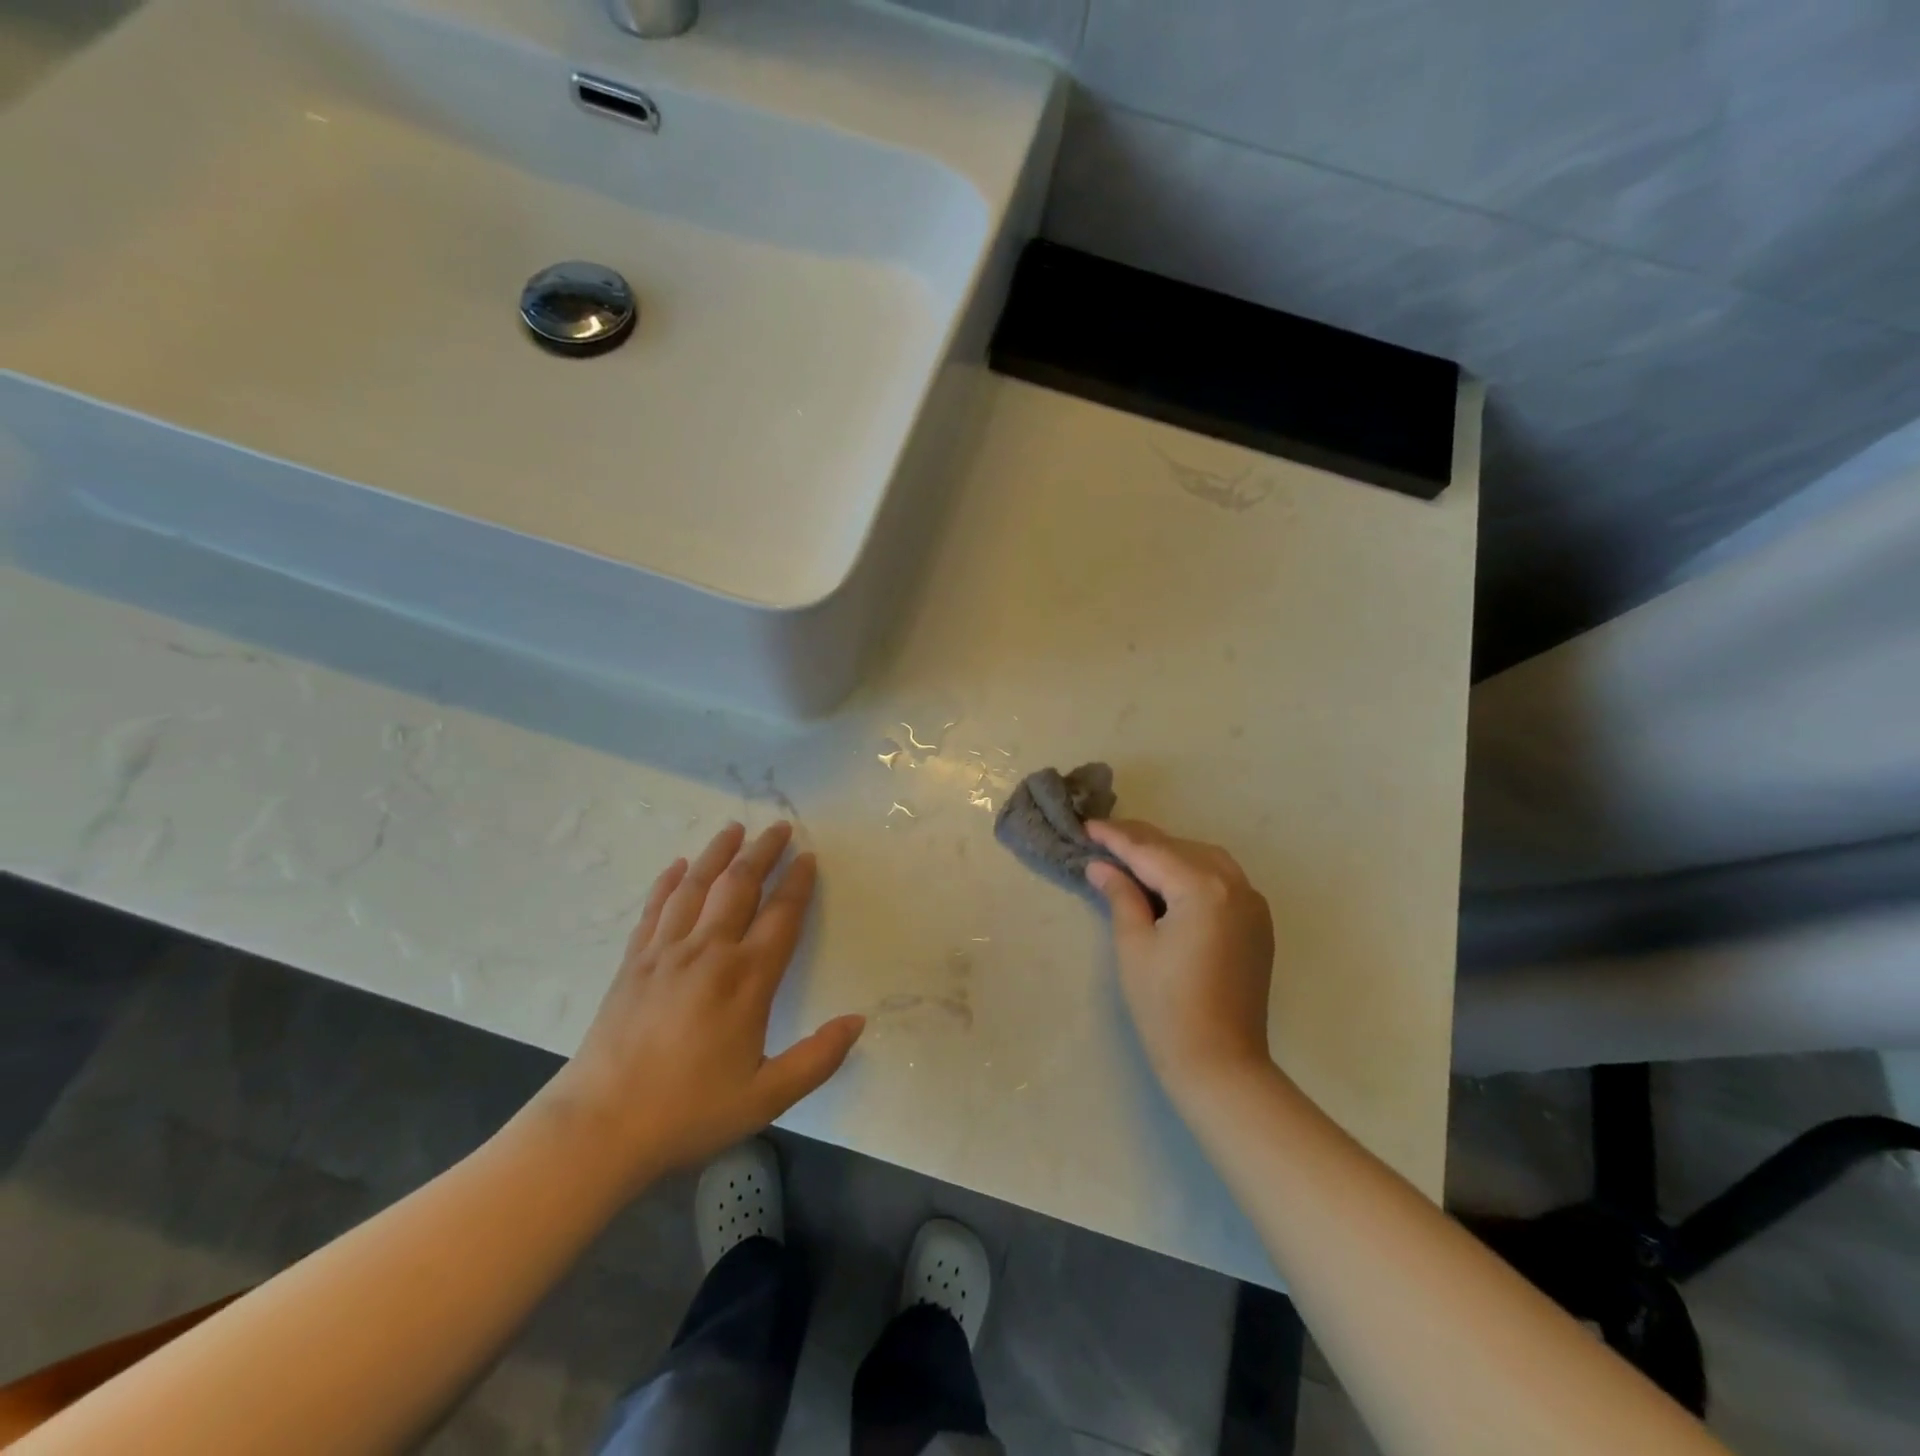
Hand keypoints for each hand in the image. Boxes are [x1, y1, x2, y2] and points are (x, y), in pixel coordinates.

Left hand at [536, 822, 864, 1193]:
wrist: (598, 1129)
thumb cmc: (688, 1113)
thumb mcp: (767, 1098)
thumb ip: (818, 1058)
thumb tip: (858, 1021)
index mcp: (747, 979)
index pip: (781, 915)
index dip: (798, 882)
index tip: (808, 857)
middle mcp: (708, 952)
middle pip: (739, 886)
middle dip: (763, 852)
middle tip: (779, 827)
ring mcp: (665, 953)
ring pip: (696, 886)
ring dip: (717, 854)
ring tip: (734, 828)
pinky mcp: (632, 963)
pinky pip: (655, 909)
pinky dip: (668, 882)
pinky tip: (677, 866)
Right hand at [1084, 819, 1275, 1099]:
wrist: (1220, 1064)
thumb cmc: (1166, 1006)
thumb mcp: (1134, 944)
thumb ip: (1121, 895)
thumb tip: (1101, 866)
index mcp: (1202, 888)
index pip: (1150, 852)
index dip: (1115, 838)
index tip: (1086, 826)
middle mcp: (1235, 885)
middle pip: (1180, 849)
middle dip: (1141, 841)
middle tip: (1103, 838)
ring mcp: (1252, 904)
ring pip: (1204, 859)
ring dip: (1168, 853)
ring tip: (1131, 856)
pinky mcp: (1258, 924)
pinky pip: (1223, 880)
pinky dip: (1193, 872)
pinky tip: (1168, 880)